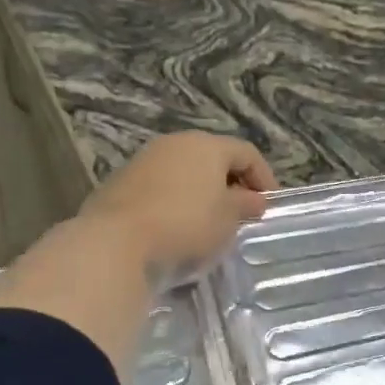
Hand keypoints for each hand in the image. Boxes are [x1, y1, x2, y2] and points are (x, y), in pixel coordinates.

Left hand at [80, 132, 277, 280]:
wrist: (116, 241)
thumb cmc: (186, 224)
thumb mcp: (227, 220)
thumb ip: (245, 205)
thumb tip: (254, 199)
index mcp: (207, 145)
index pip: (246, 153)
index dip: (264, 177)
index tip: (269, 206)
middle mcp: (175, 143)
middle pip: (213, 158)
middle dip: (231, 183)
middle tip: (240, 213)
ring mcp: (145, 160)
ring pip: (184, 171)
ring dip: (200, 192)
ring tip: (208, 222)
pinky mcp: (121, 181)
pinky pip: (160, 186)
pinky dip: (175, 201)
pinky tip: (176, 226)